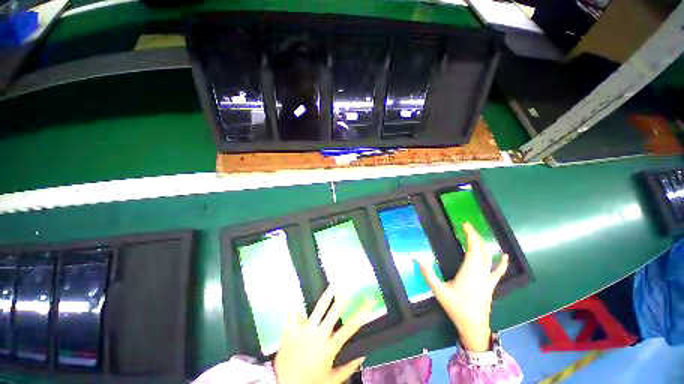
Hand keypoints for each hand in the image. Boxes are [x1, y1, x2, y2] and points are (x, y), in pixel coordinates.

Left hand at [274, 286, 373, 383]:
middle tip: (349, 288)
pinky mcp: (290, 330)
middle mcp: (318, 335)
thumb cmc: (310, 382)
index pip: (349, 328)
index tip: (369, 304)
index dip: (361, 315)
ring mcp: (303, 330)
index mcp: (329, 347)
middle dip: (343, 299)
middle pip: (333, 313)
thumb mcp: (332, 380)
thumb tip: (363, 356)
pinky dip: (297, 304)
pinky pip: (293, 313)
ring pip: (317, 308)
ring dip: (326, 295)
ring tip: (333, 284)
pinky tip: (299, 295)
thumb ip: (348, 368)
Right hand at [417, 222, 508, 351]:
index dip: (470, 235)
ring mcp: (488, 279)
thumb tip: (417, 258)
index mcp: (469, 271)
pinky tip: (504, 255)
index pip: (473, 248)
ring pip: (488, 258)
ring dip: (483, 245)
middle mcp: (481, 272)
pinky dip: (502, 263)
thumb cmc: (456, 307)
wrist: (473, 326)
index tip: (465, 224)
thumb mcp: (438, 290)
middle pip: (481, 250)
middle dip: (475, 236)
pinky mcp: (491, 285)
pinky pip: (498, 271)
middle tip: (467, 227)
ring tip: (477, 235)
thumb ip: (428, 274)